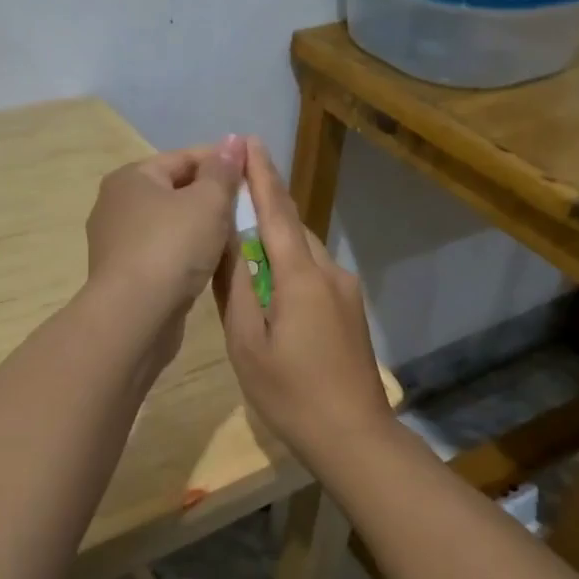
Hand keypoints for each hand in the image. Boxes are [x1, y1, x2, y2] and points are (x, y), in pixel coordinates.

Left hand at [85, 136, 245, 352]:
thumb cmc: (172, 248)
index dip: (222, 161)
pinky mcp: (125, 275)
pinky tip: (211, 263)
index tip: (255, 173)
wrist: (134, 316)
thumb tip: (233, 141)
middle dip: (213, 196)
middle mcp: (117, 204)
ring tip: (236, 235)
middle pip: (176, 190)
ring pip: (171, 224)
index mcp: (131, 177)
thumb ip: (223, 171)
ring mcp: (118, 242)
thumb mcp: (207, 202)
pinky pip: (164, 253)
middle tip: (249, 207)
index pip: (184, 157)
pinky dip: (187, 253)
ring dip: (202, 227)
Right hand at [213, 138, 393, 457]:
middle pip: (291, 226)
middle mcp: (329, 271)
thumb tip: (224, 239)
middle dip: (264, 204)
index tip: (247, 142)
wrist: (354, 436)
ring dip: (274, 237)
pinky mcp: (349, 308)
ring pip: (303, 249)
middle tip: (230, 195)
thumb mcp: (247, 343)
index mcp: (300, 275)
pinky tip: (270, 283)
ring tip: (242, 239)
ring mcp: (345, 290)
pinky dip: (288, 263)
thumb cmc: (290, 392)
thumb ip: (236, 287)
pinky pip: (314, 271)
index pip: (276, 211)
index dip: (260, 175)